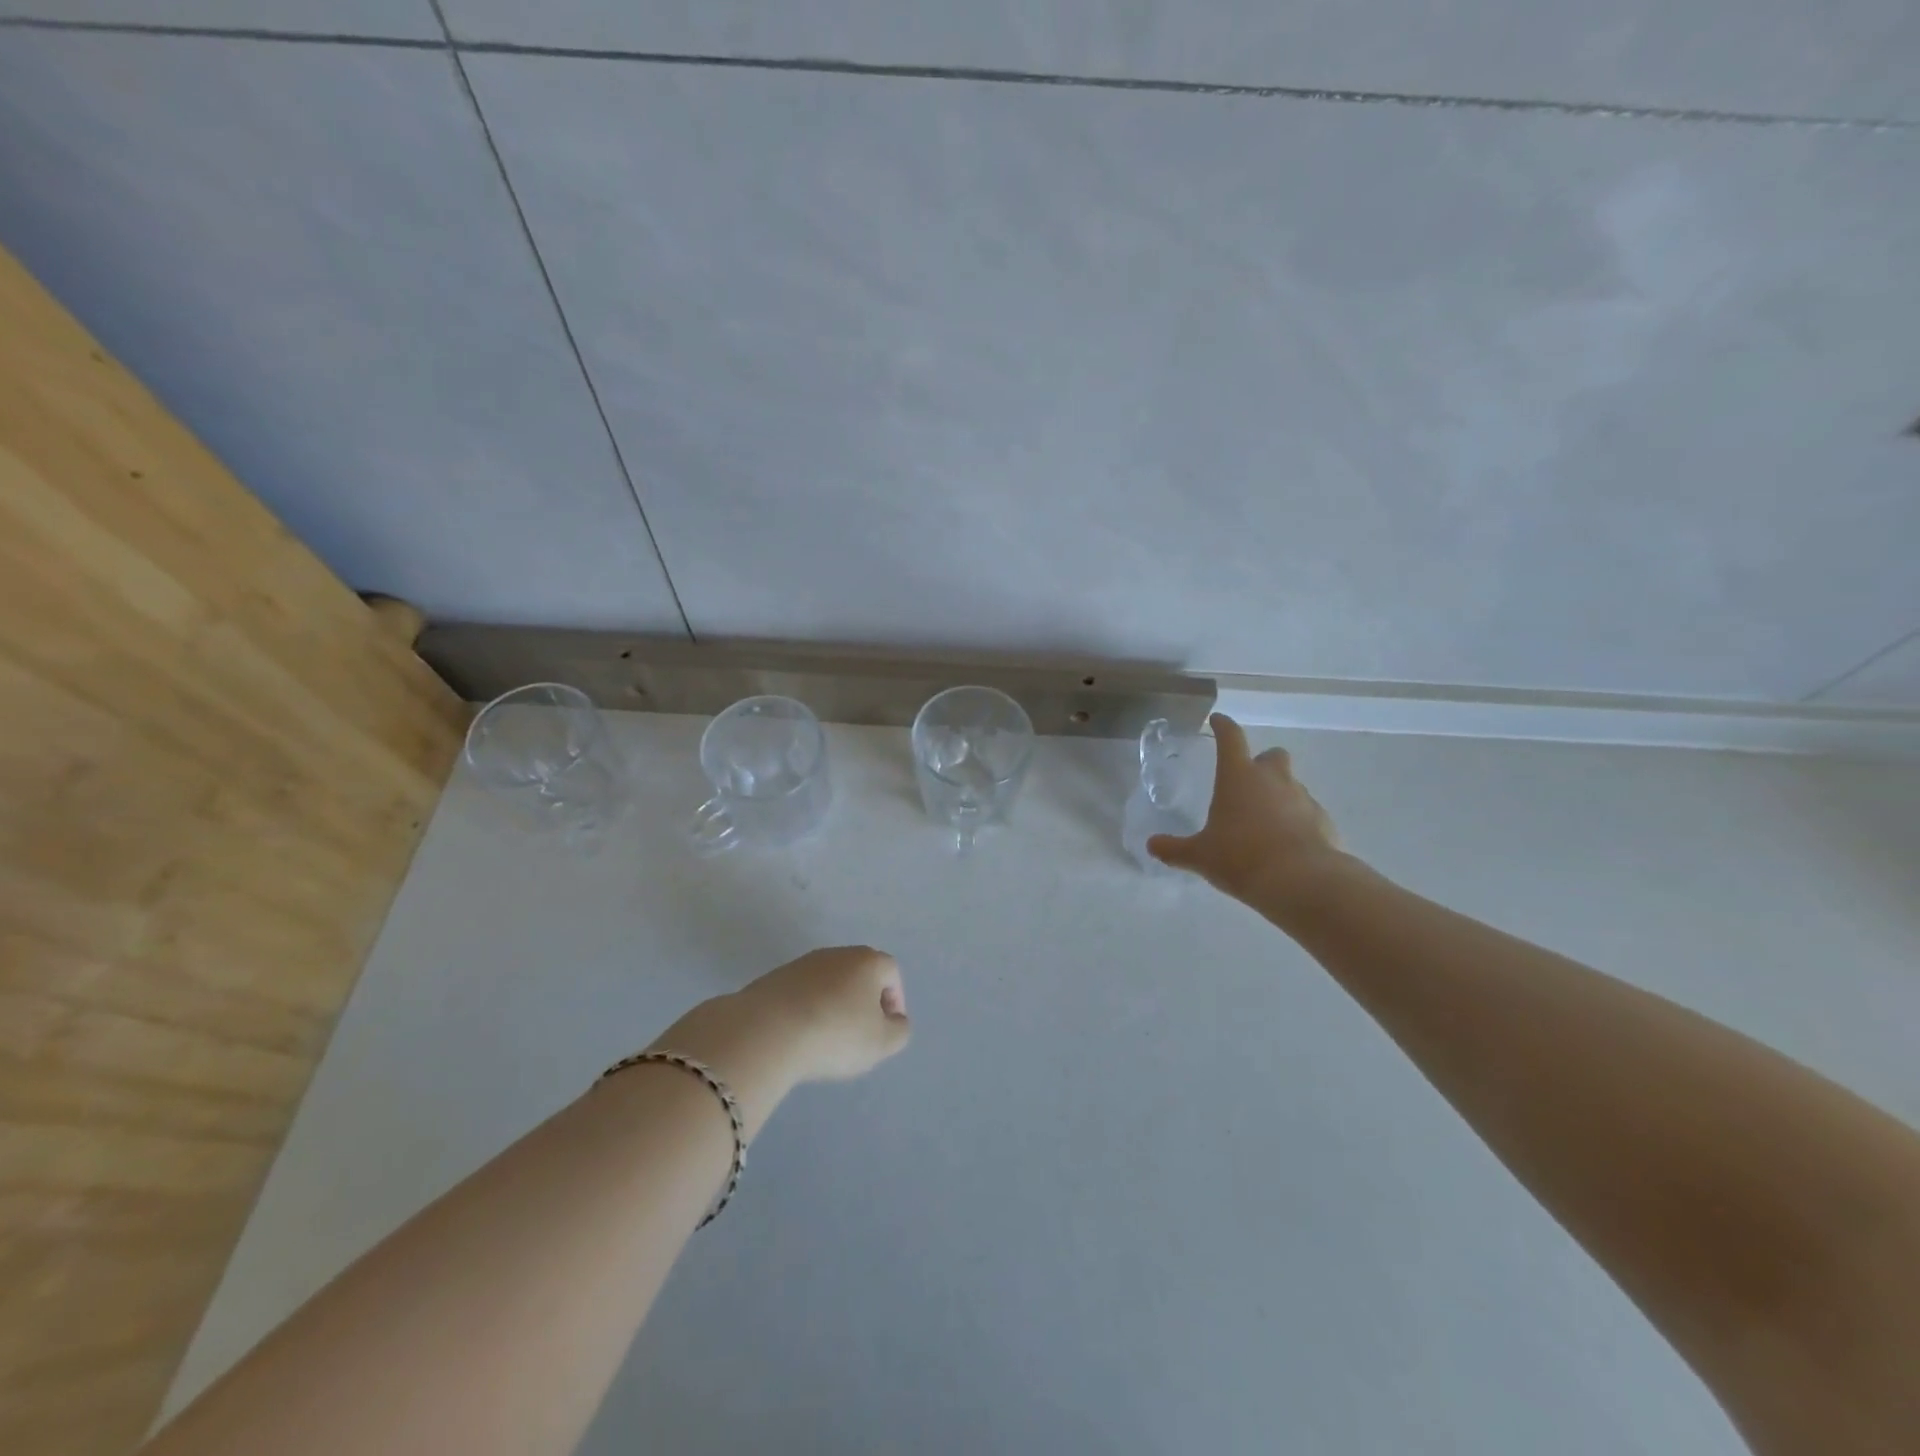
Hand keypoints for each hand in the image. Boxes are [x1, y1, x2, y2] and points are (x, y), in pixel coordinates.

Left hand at [737, 945, 912, 1082]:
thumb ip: (898, 1030)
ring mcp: (802, 963)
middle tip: (860, 1032)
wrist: (767, 1031)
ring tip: (827, 1037)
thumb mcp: (881, 1042)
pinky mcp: (774, 978)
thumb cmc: (835, 1034)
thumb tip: (895, 1020)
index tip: (887, 1027)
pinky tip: (800, 1034)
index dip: (895, 998)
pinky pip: (801, 992)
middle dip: (864, 1000)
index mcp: (867, 961)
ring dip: (834, 1004)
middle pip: (859, 972)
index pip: (891, 971)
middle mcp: (836, 954)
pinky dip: (807, 1009)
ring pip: (829, 981)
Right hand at [1149, 714, 1348, 909]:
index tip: (1217, 721)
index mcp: (1239, 777)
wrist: (1302, 882)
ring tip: (1263, 821)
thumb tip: (1152, 845)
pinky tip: (1285, 843)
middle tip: (1248, 782)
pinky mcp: (1323, 822)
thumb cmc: (1241, 858)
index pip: (1230, 738)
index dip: (1223, 726)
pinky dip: (1297, 821)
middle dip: (1262, 763)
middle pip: (1272, 756)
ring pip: (1292, 784)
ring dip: (1279, 794)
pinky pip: (1307, 813)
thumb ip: (1175, 849)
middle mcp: (1273, 779)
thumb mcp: (1200, 856)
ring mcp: (1303, 798)